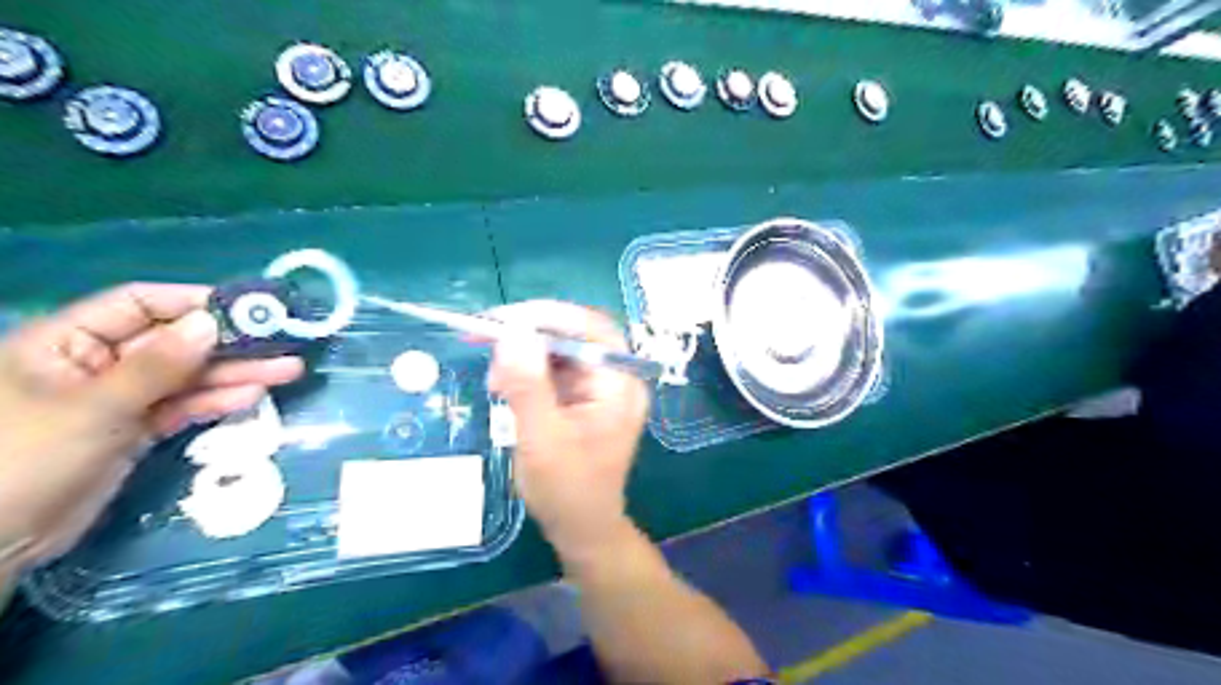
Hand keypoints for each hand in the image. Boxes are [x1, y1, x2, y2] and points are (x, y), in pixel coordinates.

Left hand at [0, 283, 301, 573]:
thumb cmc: (25, 459)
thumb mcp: (93, 407)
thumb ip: (157, 366)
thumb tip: (212, 322)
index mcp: (67, 342)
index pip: (139, 305)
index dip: (193, 303)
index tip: (248, 309)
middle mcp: (97, 363)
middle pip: (175, 342)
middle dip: (230, 343)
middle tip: (284, 342)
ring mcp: (120, 398)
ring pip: (188, 377)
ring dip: (237, 373)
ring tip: (288, 370)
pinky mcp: (137, 429)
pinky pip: (184, 406)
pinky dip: (218, 401)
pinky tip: (254, 396)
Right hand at [489, 302, 653, 556]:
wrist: (581, 528)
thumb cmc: (567, 490)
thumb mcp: (542, 439)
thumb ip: (528, 385)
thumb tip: (511, 333)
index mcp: (620, 384)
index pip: (589, 329)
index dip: (545, 317)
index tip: (500, 320)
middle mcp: (616, 377)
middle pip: (574, 334)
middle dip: (528, 333)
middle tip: (483, 336)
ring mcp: (601, 386)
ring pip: (560, 349)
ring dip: (523, 354)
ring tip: (494, 379)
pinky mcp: (584, 396)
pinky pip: (554, 369)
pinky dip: (526, 371)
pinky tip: (504, 386)